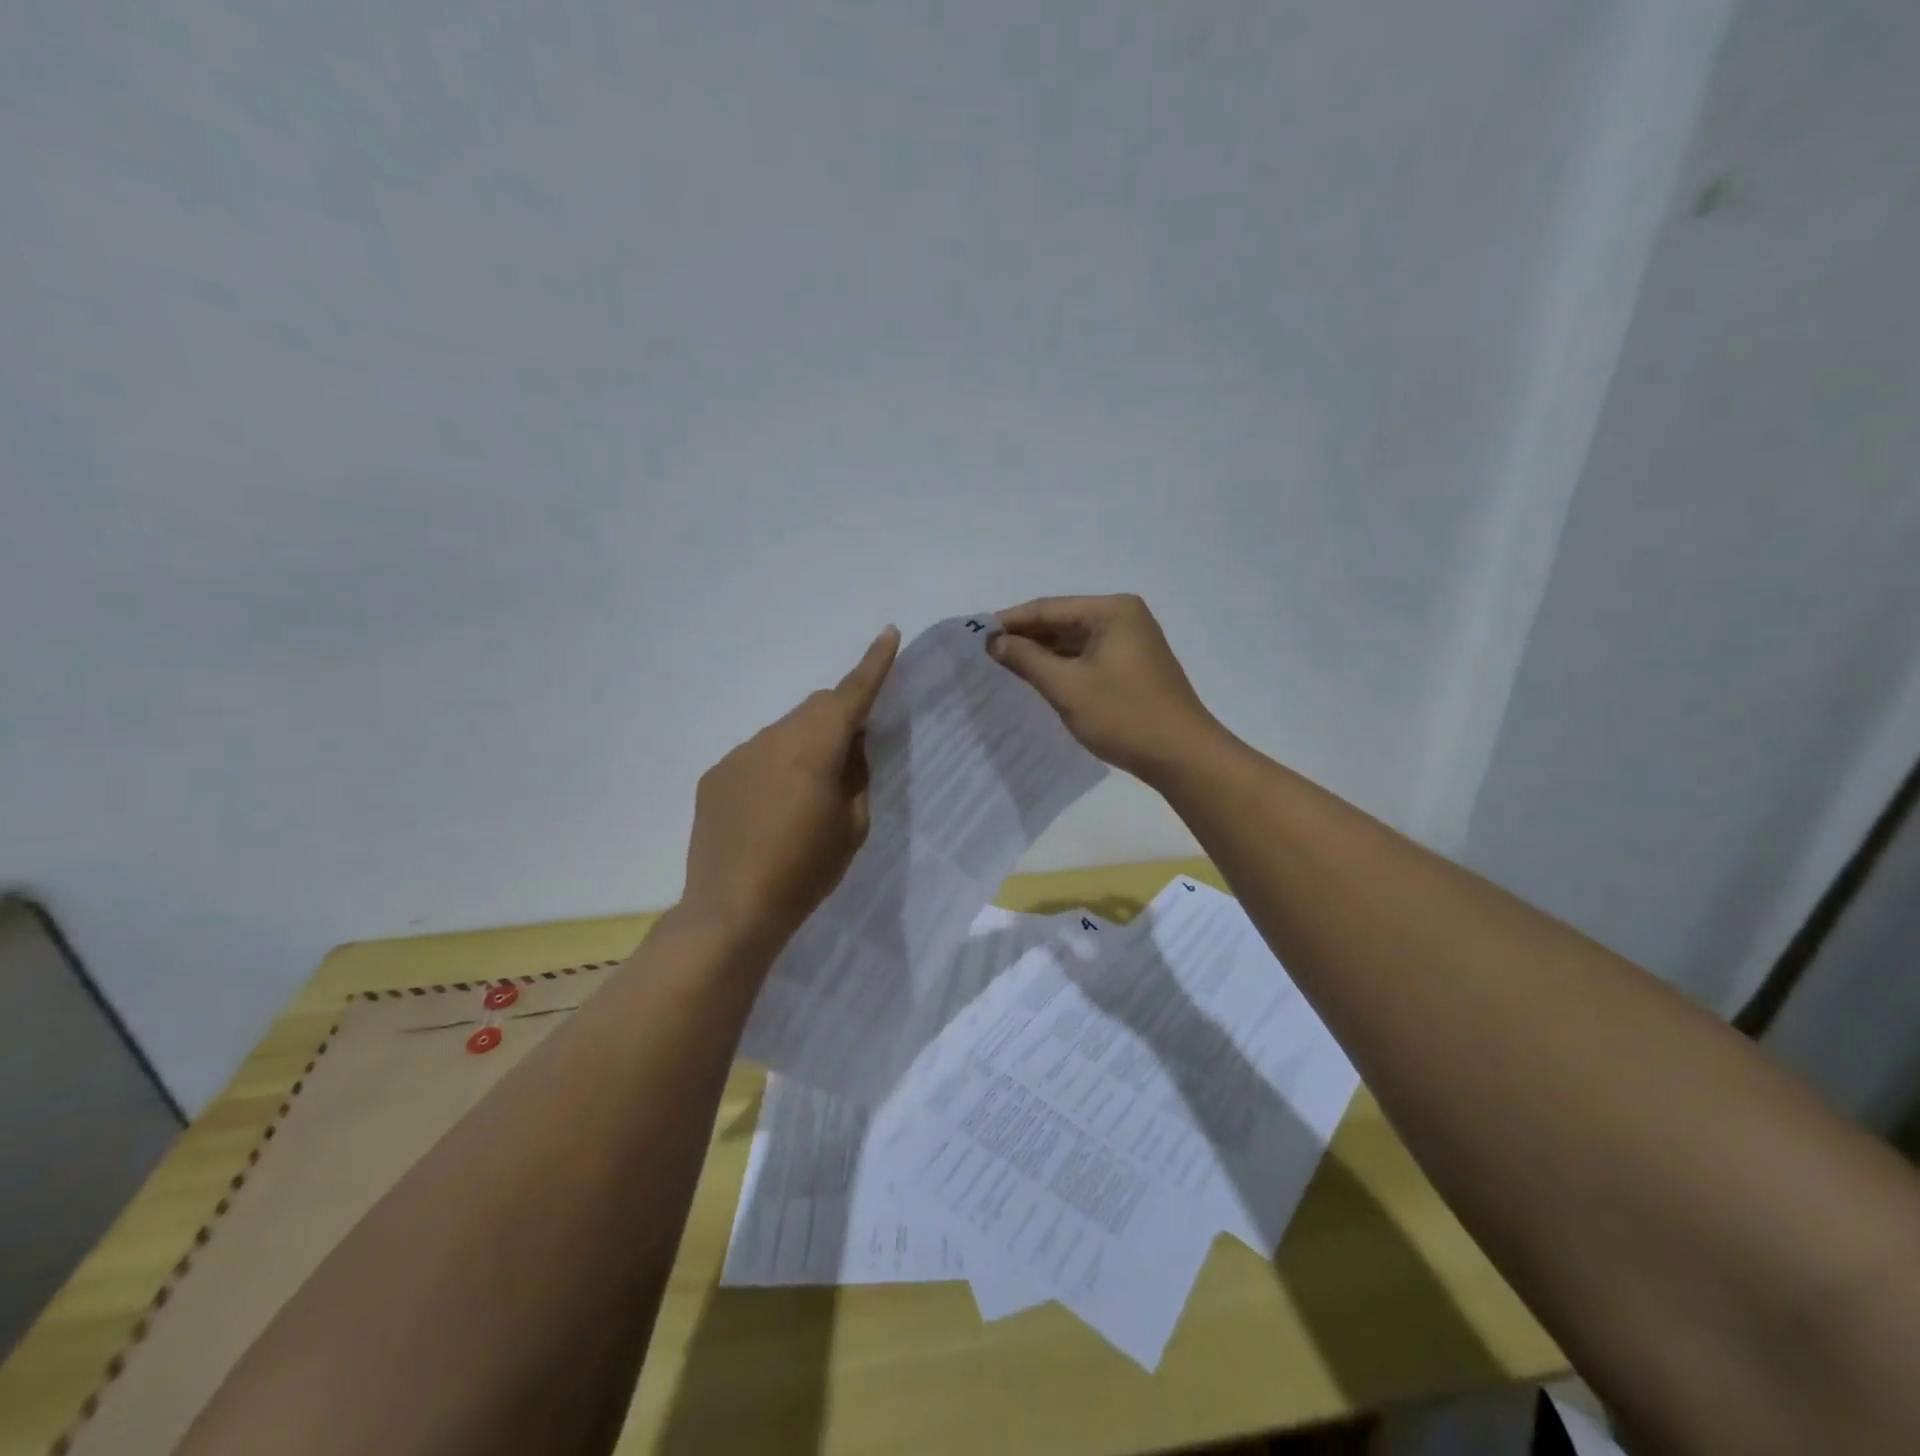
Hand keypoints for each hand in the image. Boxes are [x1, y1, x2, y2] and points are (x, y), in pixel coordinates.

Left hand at [681, 626, 900, 954]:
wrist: (733, 909)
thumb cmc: (806, 870)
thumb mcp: (852, 826)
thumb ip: (856, 776)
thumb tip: (850, 748)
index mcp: (815, 746)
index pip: (851, 694)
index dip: (874, 664)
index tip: (888, 633)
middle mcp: (773, 737)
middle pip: (814, 710)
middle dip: (837, 720)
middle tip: (849, 759)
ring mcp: (738, 755)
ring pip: (783, 733)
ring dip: (802, 748)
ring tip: (803, 799)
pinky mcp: (715, 776)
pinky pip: (755, 758)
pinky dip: (772, 770)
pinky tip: (768, 813)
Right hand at [989, 595, 1223, 781]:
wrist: (1182, 755)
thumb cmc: (1123, 715)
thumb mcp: (1067, 687)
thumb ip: (1026, 659)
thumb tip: (994, 641)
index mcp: (1111, 610)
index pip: (1048, 608)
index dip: (1010, 622)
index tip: (976, 638)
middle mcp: (1124, 617)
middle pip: (1063, 621)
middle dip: (1026, 638)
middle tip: (987, 656)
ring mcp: (1132, 641)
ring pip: (1075, 641)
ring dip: (1044, 654)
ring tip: (1007, 668)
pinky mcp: (1134, 666)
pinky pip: (1089, 657)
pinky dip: (1064, 666)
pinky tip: (1041, 680)